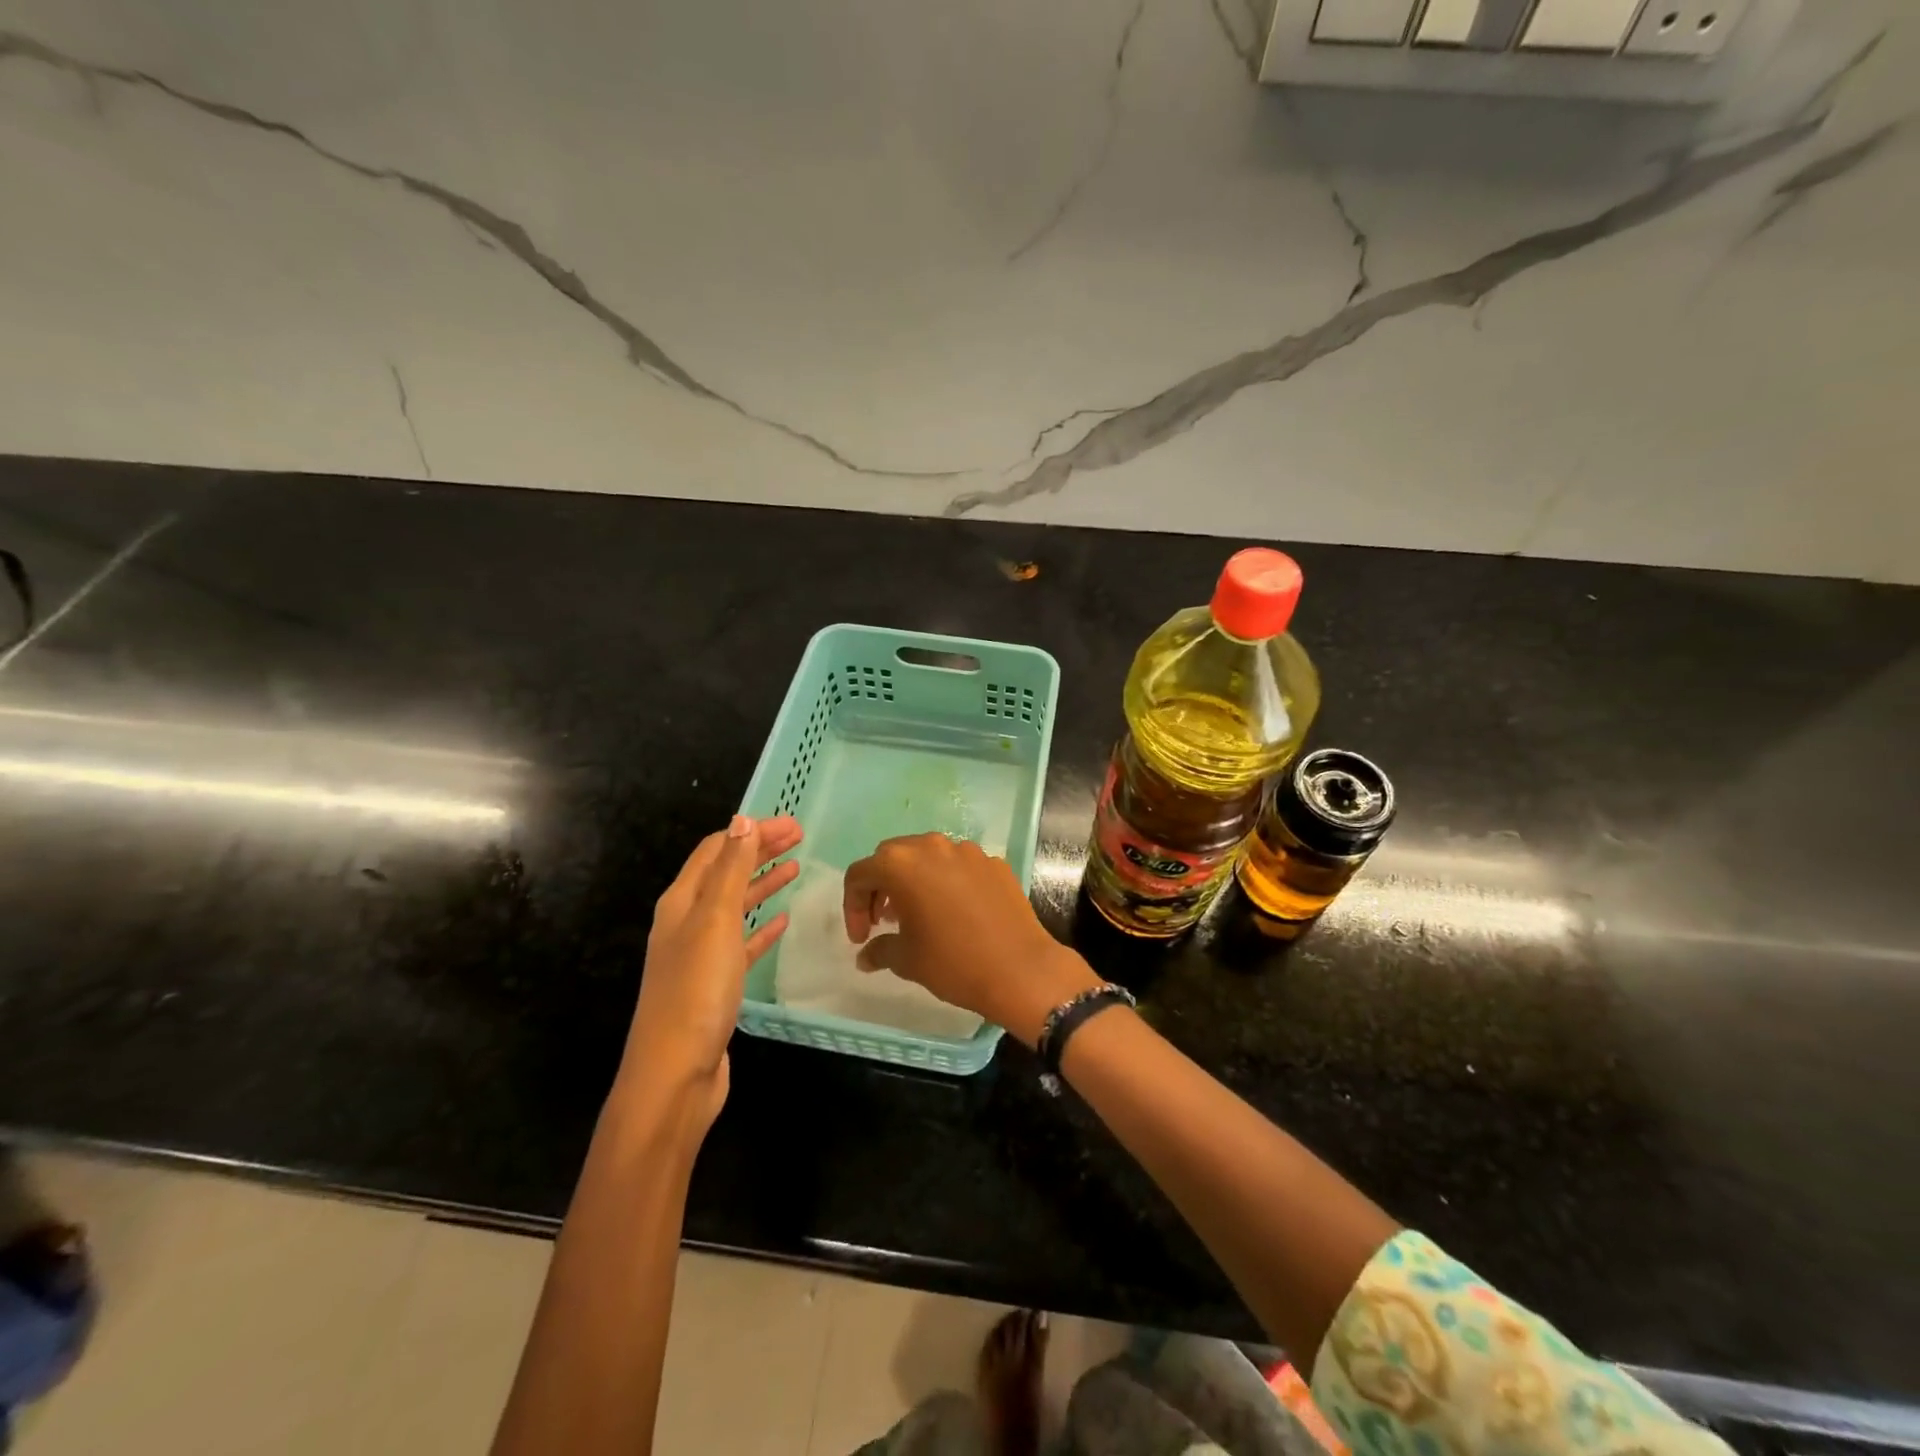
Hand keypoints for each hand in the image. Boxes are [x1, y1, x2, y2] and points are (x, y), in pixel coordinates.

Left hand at [619, 815, 801, 1129]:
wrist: (675, 1074)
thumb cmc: (696, 990)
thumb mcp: (715, 920)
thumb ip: (730, 870)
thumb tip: (741, 820)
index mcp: (681, 902)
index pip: (717, 850)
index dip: (751, 832)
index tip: (791, 824)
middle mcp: (686, 922)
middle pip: (726, 874)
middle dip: (760, 851)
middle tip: (800, 837)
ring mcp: (700, 954)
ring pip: (735, 906)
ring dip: (763, 883)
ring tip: (795, 868)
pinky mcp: (716, 984)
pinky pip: (742, 943)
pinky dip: (762, 927)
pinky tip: (782, 921)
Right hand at [842, 834, 1096, 1046]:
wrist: (1021, 969)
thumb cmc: (953, 962)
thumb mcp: (907, 960)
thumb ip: (879, 950)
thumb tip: (865, 956)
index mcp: (902, 864)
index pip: (861, 874)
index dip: (852, 905)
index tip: (861, 937)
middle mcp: (933, 846)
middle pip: (892, 857)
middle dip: (881, 886)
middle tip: (883, 920)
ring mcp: (968, 851)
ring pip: (928, 857)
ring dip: (914, 880)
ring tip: (918, 914)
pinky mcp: (994, 862)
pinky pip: (959, 866)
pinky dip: (947, 882)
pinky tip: (955, 913)